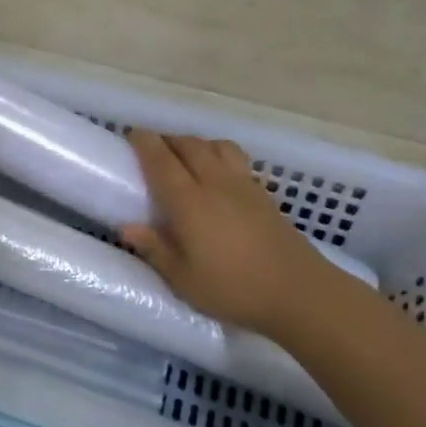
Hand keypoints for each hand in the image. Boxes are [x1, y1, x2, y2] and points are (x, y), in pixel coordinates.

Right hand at [120, 130, 334, 336]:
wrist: (299, 292)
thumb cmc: (234, 288)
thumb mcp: (184, 280)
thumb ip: (155, 249)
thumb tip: (126, 227)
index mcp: (188, 201)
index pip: (161, 159)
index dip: (144, 142)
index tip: (130, 134)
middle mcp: (214, 182)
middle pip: (188, 145)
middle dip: (167, 139)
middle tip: (153, 147)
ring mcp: (243, 184)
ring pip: (215, 145)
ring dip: (195, 143)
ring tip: (186, 156)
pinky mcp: (263, 193)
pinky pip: (236, 158)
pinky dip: (219, 154)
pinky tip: (219, 173)